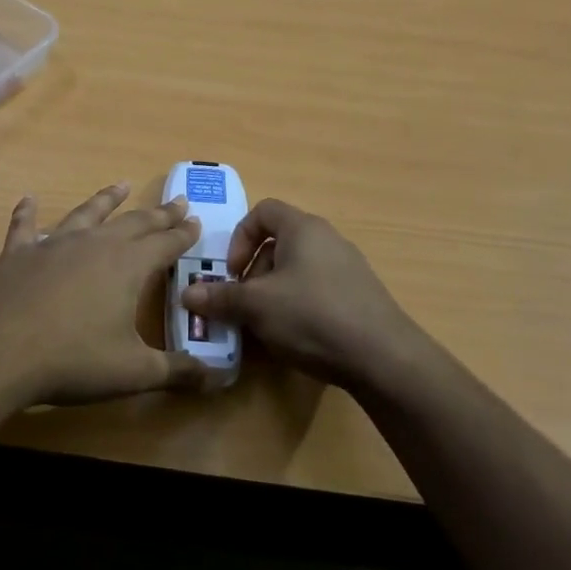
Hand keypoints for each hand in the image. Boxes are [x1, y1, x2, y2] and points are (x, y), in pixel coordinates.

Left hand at [0, 182, 212, 408]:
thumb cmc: (73, 360)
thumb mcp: (133, 372)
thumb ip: (176, 372)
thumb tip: (217, 379)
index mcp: (127, 266)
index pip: (165, 244)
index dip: (183, 234)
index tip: (196, 221)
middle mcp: (94, 245)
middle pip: (133, 223)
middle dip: (157, 214)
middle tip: (176, 201)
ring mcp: (53, 245)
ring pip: (87, 214)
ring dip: (105, 199)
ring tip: (120, 185)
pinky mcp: (18, 254)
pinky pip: (25, 227)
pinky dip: (27, 213)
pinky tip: (28, 199)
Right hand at [180, 198, 429, 390]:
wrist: (384, 357)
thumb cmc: (312, 316)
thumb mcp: (256, 307)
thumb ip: (220, 298)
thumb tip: (187, 295)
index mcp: (303, 228)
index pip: (262, 211)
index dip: (239, 238)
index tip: (233, 272)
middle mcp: (327, 239)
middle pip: (278, 242)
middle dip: (254, 272)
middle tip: (244, 303)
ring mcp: (348, 267)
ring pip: (297, 269)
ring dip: (274, 291)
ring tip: (267, 324)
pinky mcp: (360, 295)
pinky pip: (318, 289)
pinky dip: (299, 305)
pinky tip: (296, 336)